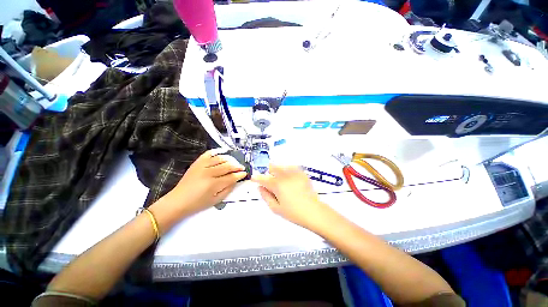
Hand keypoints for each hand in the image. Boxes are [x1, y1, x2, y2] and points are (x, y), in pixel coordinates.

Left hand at [156, 149, 247, 219]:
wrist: (178, 201)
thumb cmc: (198, 203)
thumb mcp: (216, 200)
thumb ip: (228, 189)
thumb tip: (236, 180)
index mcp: (213, 184)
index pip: (231, 177)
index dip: (239, 174)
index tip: (244, 173)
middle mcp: (208, 173)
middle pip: (227, 166)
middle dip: (237, 166)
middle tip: (242, 167)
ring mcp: (202, 166)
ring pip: (220, 159)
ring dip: (229, 159)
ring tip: (234, 162)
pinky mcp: (197, 163)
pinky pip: (208, 154)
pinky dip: (216, 152)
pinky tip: (221, 154)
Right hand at [252, 165, 332, 229]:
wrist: (313, 211)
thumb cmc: (294, 212)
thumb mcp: (276, 208)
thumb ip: (266, 196)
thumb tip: (260, 188)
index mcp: (277, 184)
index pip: (262, 178)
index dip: (256, 178)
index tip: (254, 178)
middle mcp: (285, 176)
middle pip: (272, 166)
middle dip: (268, 172)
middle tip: (270, 181)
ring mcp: (294, 173)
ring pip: (281, 165)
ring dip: (278, 170)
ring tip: (281, 180)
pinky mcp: (302, 174)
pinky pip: (292, 167)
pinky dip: (288, 170)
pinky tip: (290, 178)